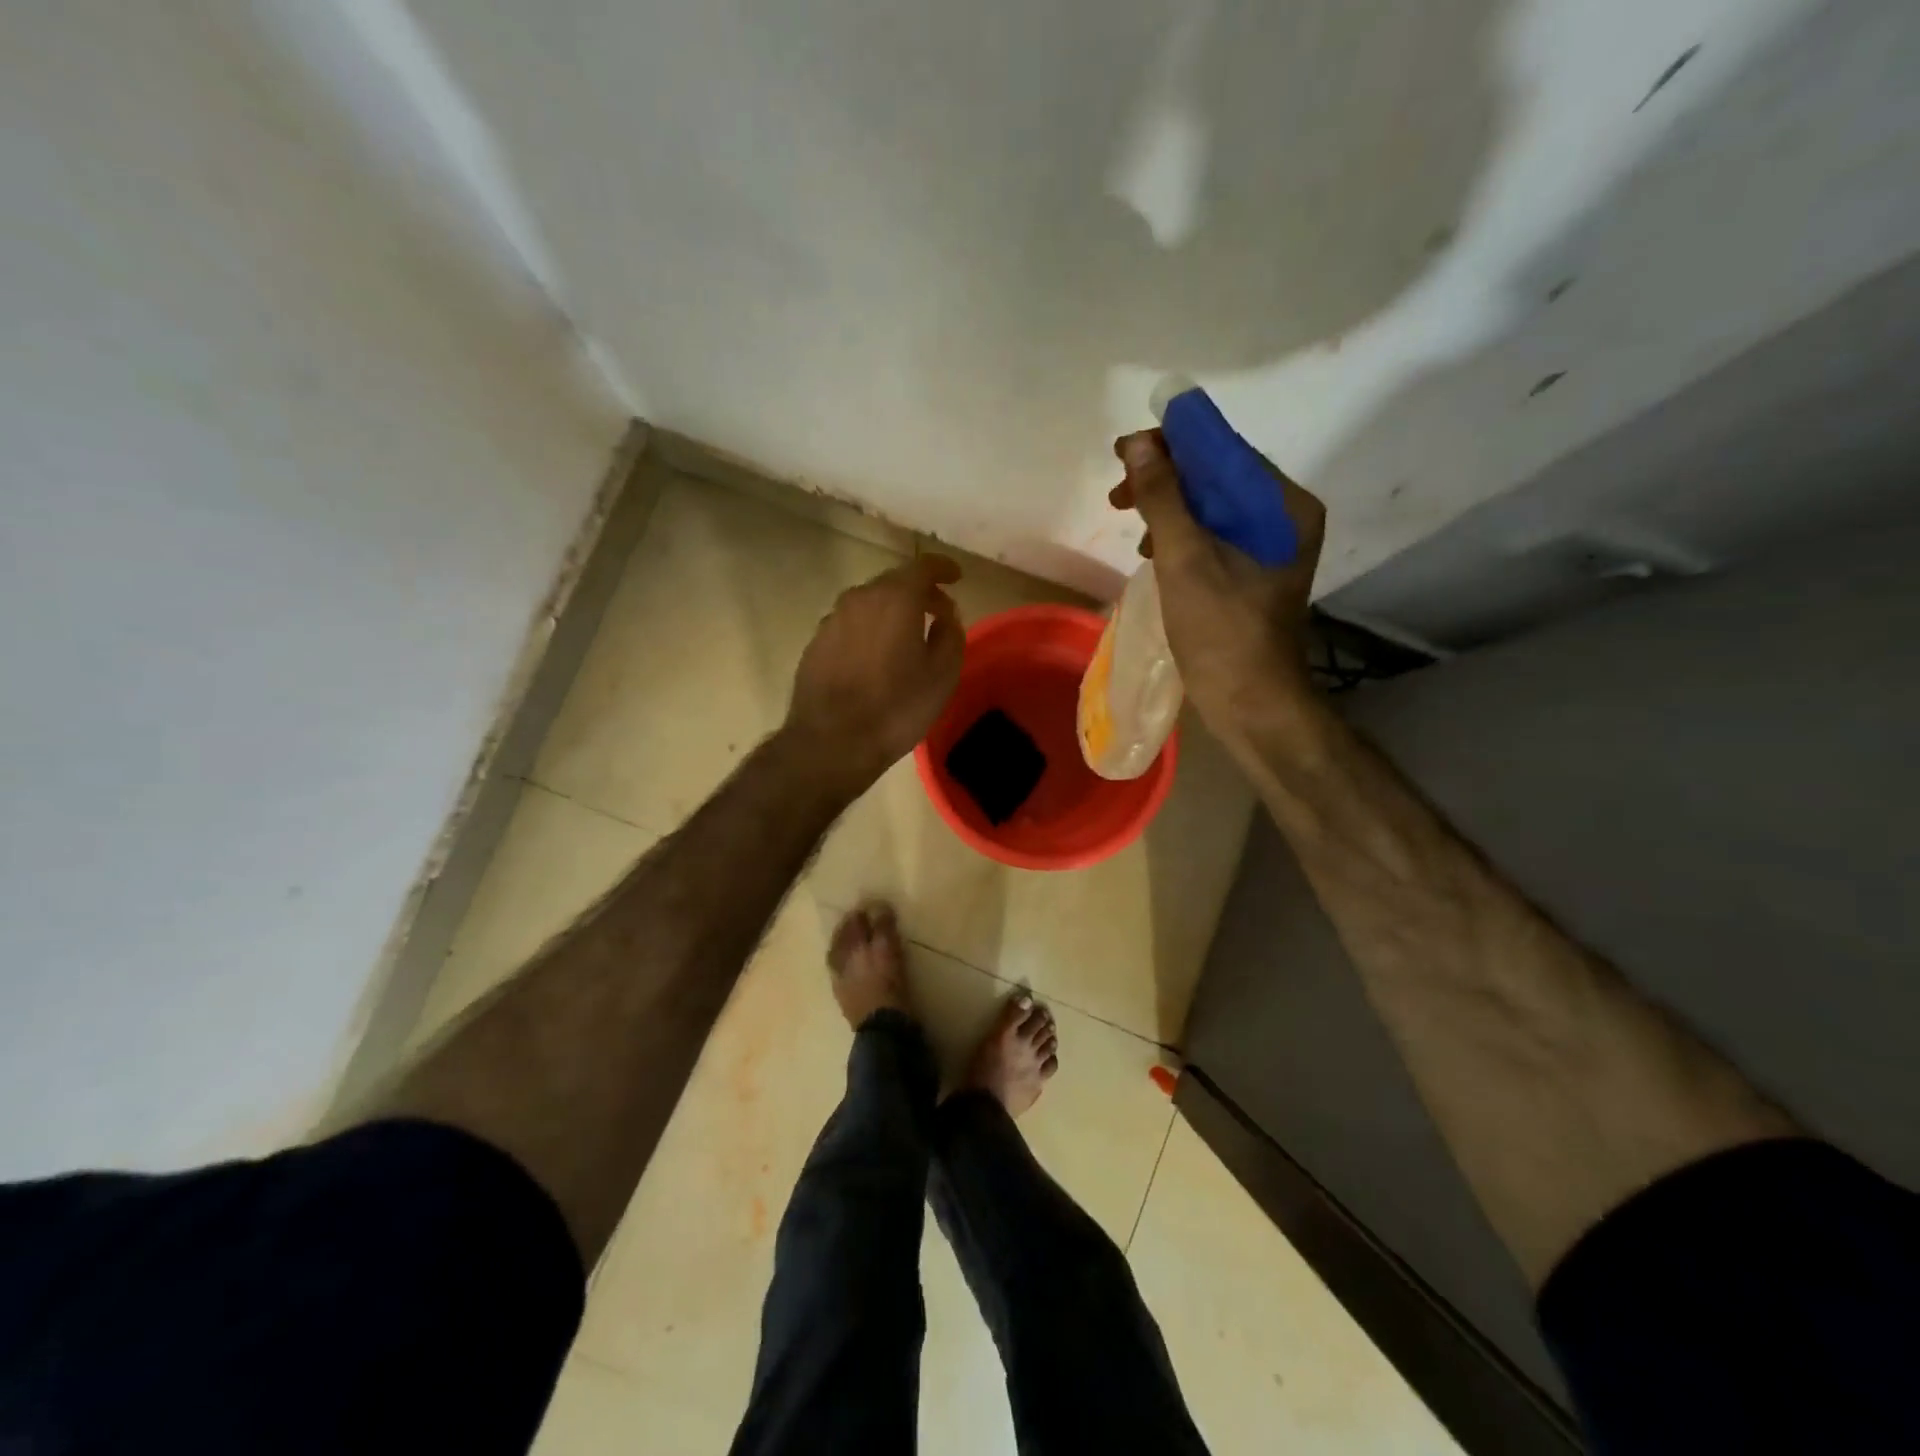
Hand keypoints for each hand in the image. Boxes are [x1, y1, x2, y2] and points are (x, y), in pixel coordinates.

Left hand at [784, 554, 964, 793]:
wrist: (831, 742)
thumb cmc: (896, 708)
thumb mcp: (942, 674)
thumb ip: (950, 634)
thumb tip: (945, 615)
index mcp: (895, 598)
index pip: (923, 566)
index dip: (943, 568)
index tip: (956, 577)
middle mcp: (859, 598)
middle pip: (894, 582)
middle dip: (919, 592)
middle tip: (938, 613)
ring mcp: (832, 619)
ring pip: (869, 603)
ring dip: (891, 612)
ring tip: (907, 636)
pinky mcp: (815, 643)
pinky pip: (850, 625)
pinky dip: (868, 630)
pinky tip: (875, 657)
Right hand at [1109, 429, 1326, 738]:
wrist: (1251, 703)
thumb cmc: (1221, 630)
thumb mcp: (1185, 559)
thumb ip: (1162, 497)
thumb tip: (1139, 444)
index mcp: (1283, 506)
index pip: (1225, 451)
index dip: (1173, 443)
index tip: (1123, 451)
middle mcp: (1283, 519)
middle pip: (1217, 478)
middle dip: (1164, 479)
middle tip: (1117, 493)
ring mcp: (1268, 550)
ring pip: (1210, 509)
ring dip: (1167, 508)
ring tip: (1128, 520)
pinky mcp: (1251, 576)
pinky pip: (1212, 538)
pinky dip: (1179, 536)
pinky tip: (1152, 550)